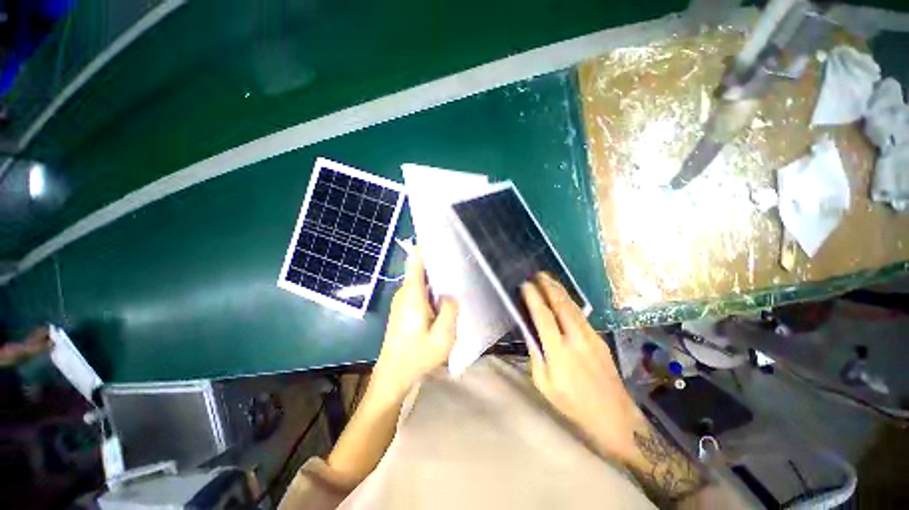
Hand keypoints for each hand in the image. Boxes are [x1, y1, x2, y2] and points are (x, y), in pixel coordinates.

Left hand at [371, 251, 458, 401]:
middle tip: (457, 262)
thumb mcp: (443, 336)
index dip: (423, 248)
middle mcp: (404, 294)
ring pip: (420, 282)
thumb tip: (450, 294)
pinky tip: (443, 299)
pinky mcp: (402, 310)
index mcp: (412, 295)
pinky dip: (431, 290)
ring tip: (454, 279)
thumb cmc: (418, 356)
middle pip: (420, 271)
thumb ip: (450, 310)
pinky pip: (418, 292)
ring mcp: (402, 302)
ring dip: (435, 279)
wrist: (393, 375)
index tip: (436, 237)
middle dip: (437, 265)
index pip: (415, 263)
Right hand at [521, 273, 642, 462]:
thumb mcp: (544, 384)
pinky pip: (581, 314)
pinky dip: (569, 301)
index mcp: (559, 352)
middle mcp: (576, 339)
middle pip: (561, 304)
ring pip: (573, 306)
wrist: (614, 416)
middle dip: (548, 286)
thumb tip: (530, 331)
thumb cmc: (573, 404)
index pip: (543, 316)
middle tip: (536, 274)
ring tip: (547, 278)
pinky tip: (562, 297)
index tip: (524, 285)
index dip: (533, 298)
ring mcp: (591, 337)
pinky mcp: (600, 339)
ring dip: (559, 290)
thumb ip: (535, 354)